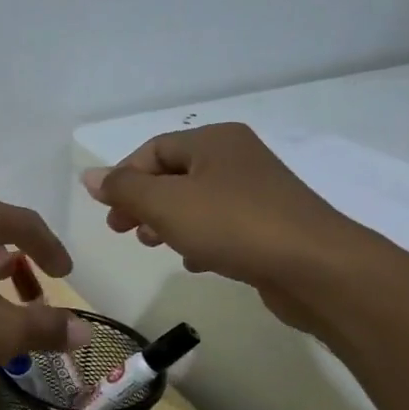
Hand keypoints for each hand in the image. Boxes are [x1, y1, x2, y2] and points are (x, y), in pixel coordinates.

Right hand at [81, 124, 372, 328]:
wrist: (318, 269)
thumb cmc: (233, 225)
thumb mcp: (165, 204)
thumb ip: (124, 188)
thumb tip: (90, 176)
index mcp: (213, 141)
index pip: (152, 150)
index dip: (123, 178)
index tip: (109, 213)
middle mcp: (237, 158)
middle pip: (173, 175)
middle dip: (143, 203)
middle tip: (123, 230)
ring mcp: (258, 192)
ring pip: (196, 201)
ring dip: (168, 222)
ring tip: (154, 247)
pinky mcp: (271, 225)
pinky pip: (222, 225)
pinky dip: (200, 239)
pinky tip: (194, 262)